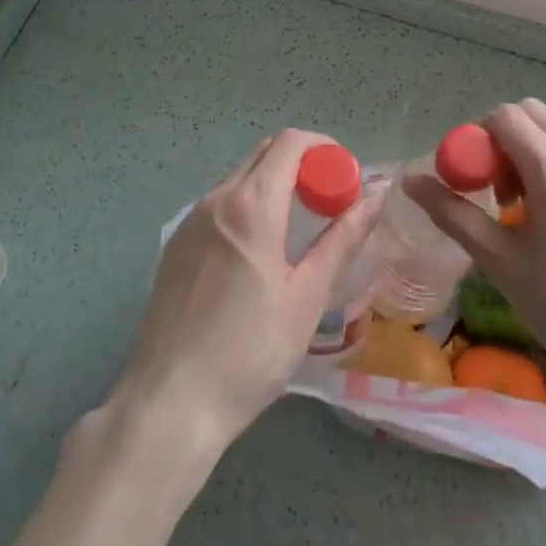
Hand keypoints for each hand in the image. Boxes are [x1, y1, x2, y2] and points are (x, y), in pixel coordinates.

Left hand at [111, 129, 382, 452]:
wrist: (170, 403)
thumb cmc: (250, 351)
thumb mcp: (307, 297)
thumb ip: (342, 240)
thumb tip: (375, 199)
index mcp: (251, 204)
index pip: (290, 142)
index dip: (324, 148)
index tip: (346, 177)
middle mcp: (216, 198)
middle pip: (264, 154)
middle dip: (302, 165)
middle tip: (329, 202)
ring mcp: (190, 221)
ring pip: (239, 178)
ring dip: (273, 185)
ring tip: (298, 228)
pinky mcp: (175, 245)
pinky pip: (218, 205)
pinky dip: (246, 206)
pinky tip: (258, 252)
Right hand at [405, 98, 545, 398]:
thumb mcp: (501, 262)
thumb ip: (453, 214)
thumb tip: (411, 181)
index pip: (505, 117)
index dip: (478, 139)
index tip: (473, 180)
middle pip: (533, 114)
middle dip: (504, 139)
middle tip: (497, 189)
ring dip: (533, 152)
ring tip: (528, 209)